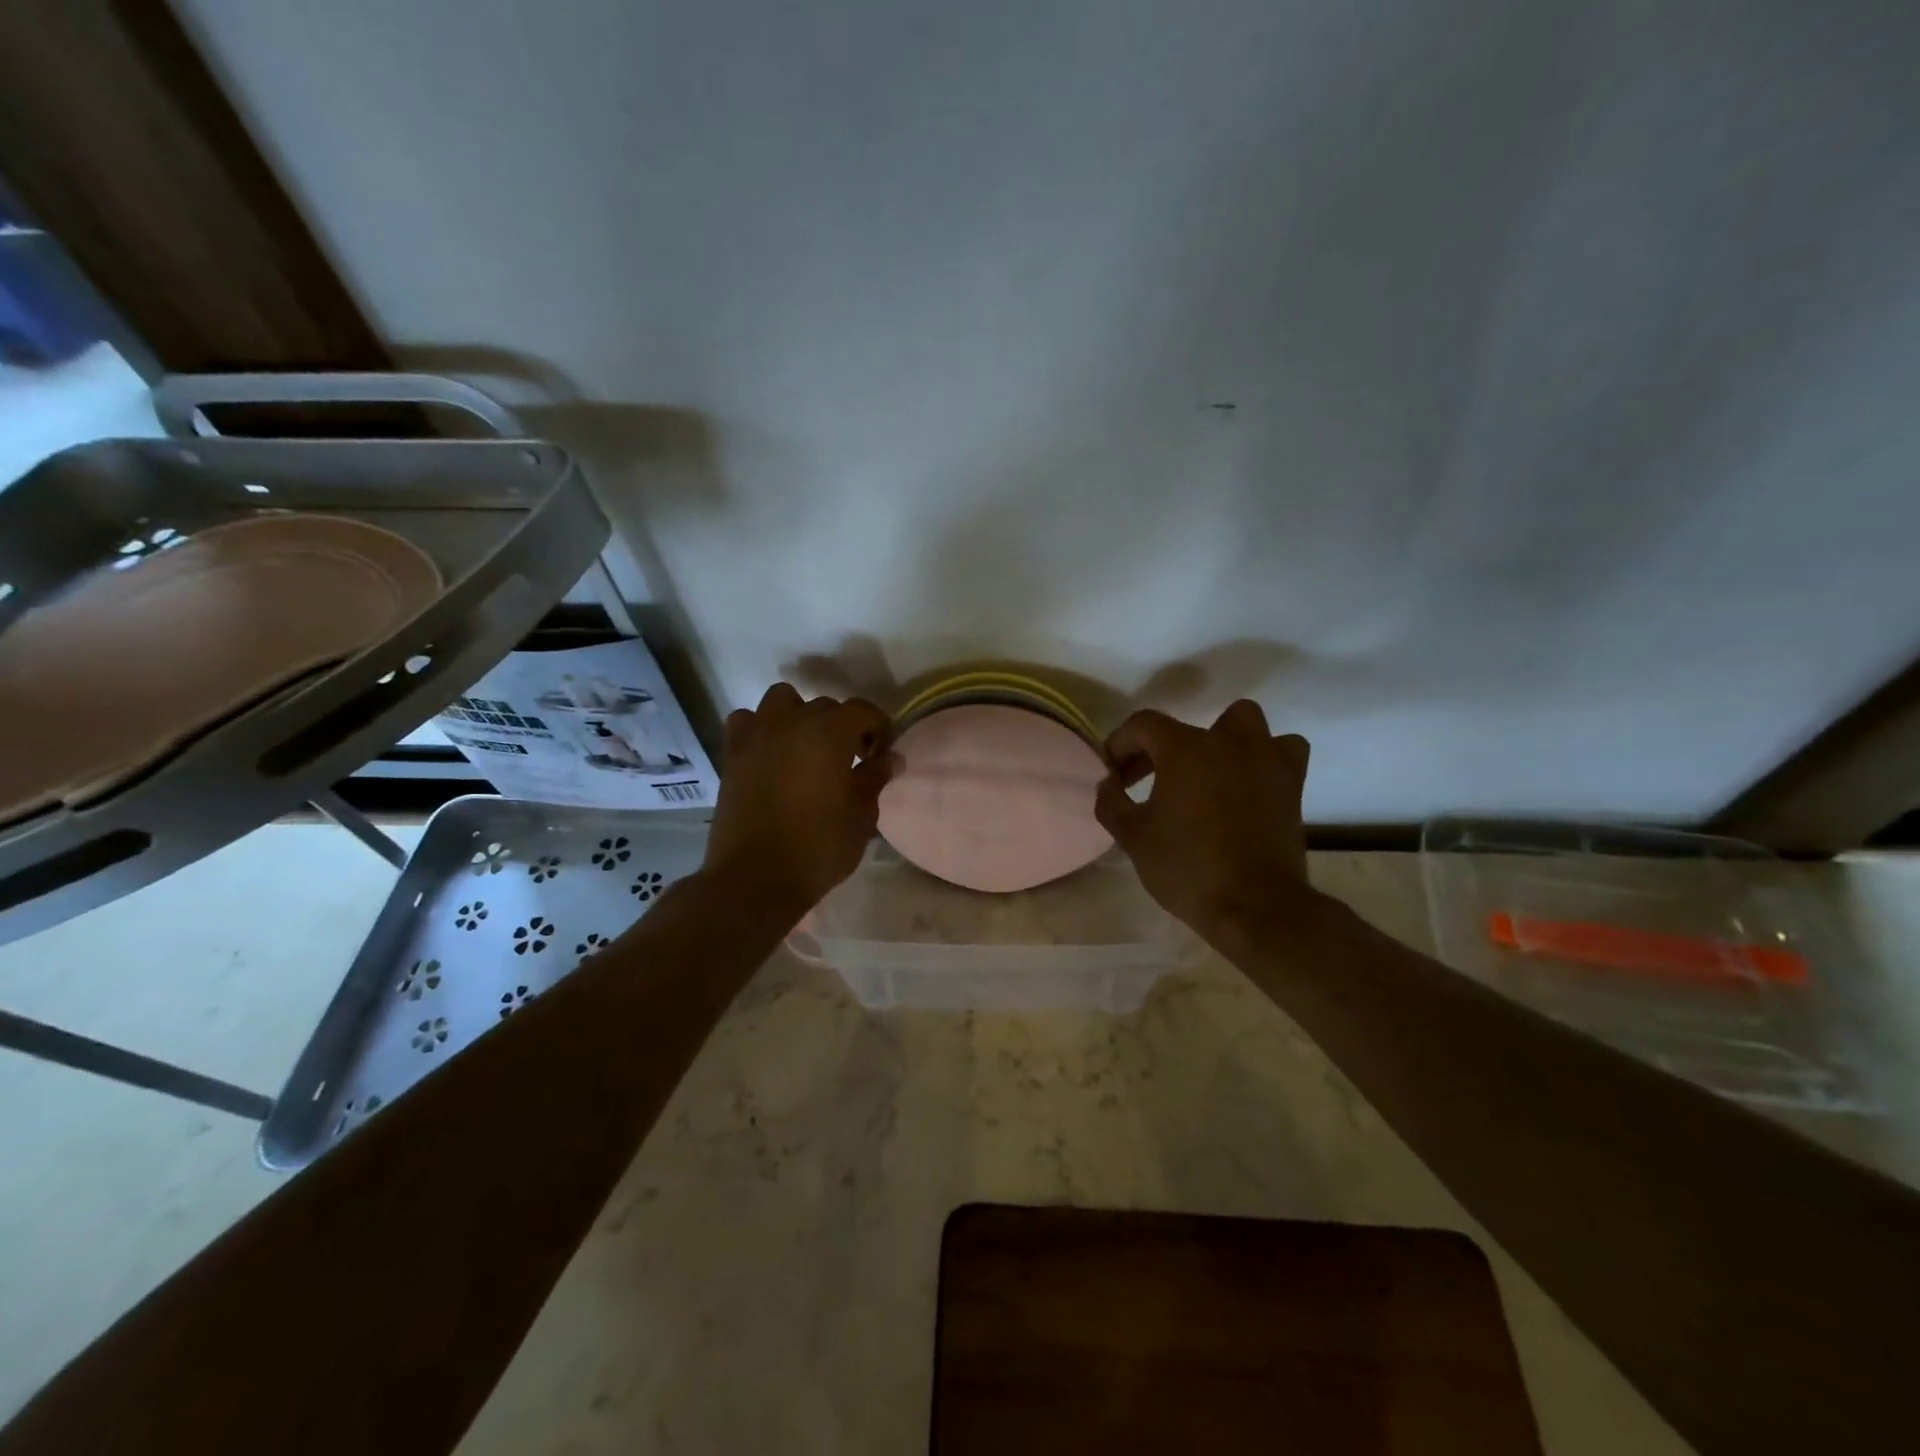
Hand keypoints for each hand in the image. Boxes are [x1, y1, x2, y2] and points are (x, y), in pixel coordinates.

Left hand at [702, 683, 893, 919]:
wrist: (755, 878)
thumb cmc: (818, 847)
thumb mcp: (861, 816)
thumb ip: (875, 778)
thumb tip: (890, 757)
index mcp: (830, 733)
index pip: (863, 711)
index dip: (879, 728)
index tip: (882, 755)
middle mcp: (792, 722)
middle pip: (825, 706)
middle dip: (844, 727)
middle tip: (852, 760)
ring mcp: (758, 735)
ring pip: (782, 700)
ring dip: (800, 715)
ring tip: (808, 747)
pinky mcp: (733, 755)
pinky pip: (747, 722)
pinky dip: (761, 728)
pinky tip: (771, 753)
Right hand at [1094, 701, 1311, 946]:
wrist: (1255, 906)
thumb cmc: (1187, 869)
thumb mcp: (1133, 838)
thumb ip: (1112, 803)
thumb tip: (1109, 784)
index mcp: (1184, 749)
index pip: (1143, 725)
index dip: (1120, 744)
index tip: (1113, 775)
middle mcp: (1226, 741)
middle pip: (1186, 726)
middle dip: (1161, 748)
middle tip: (1148, 779)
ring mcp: (1265, 758)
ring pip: (1243, 722)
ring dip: (1221, 738)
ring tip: (1207, 770)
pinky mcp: (1292, 783)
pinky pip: (1282, 751)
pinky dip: (1264, 758)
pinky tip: (1249, 781)